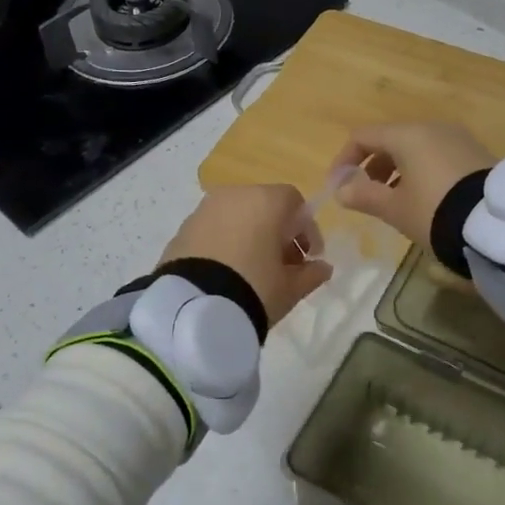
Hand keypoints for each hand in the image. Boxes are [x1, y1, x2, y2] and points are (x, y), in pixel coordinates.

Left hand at [159, 185, 332, 328]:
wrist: (193, 309)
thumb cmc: (254, 289)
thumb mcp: (290, 288)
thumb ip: (311, 274)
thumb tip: (323, 267)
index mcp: (265, 201)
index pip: (294, 201)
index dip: (307, 228)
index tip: (311, 256)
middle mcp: (233, 196)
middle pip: (264, 206)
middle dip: (277, 232)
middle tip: (283, 265)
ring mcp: (203, 210)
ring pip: (236, 216)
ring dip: (250, 236)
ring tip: (254, 271)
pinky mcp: (182, 229)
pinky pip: (213, 230)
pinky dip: (225, 243)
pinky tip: (227, 272)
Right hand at [330, 122, 491, 247]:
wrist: (496, 224)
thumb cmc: (435, 211)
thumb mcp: (395, 209)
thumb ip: (364, 196)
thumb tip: (341, 190)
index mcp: (407, 135)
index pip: (363, 136)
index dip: (344, 160)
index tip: (338, 187)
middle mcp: (433, 128)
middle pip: (391, 140)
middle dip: (372, 167)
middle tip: (367, 196)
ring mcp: (458, 139)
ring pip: (416, 148)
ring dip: (397, 171)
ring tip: (395, 201)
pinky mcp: (476, 154)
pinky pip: (438, 156)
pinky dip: (422, 171)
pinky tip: (425, 199)